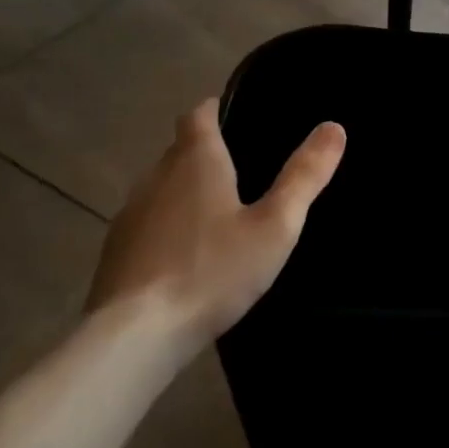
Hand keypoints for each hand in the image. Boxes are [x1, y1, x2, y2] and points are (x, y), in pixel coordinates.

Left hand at [87, 99, 345, 348]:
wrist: (133, 338)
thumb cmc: (212, 271)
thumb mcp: (275, 226)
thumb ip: (304, 176)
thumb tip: (334, 127)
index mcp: (195, 162)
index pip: (198, 115)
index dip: (215, 109)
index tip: (235, 115)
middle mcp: (156, 178)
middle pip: (180, 151)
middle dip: (207, 154)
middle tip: (244, 170)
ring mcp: (130, 216)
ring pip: (163, 188)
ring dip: (186, 193)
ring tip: (220, 215)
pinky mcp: (115, 254)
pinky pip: (148, 224)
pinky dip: (168, 227)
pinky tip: (188, 256)